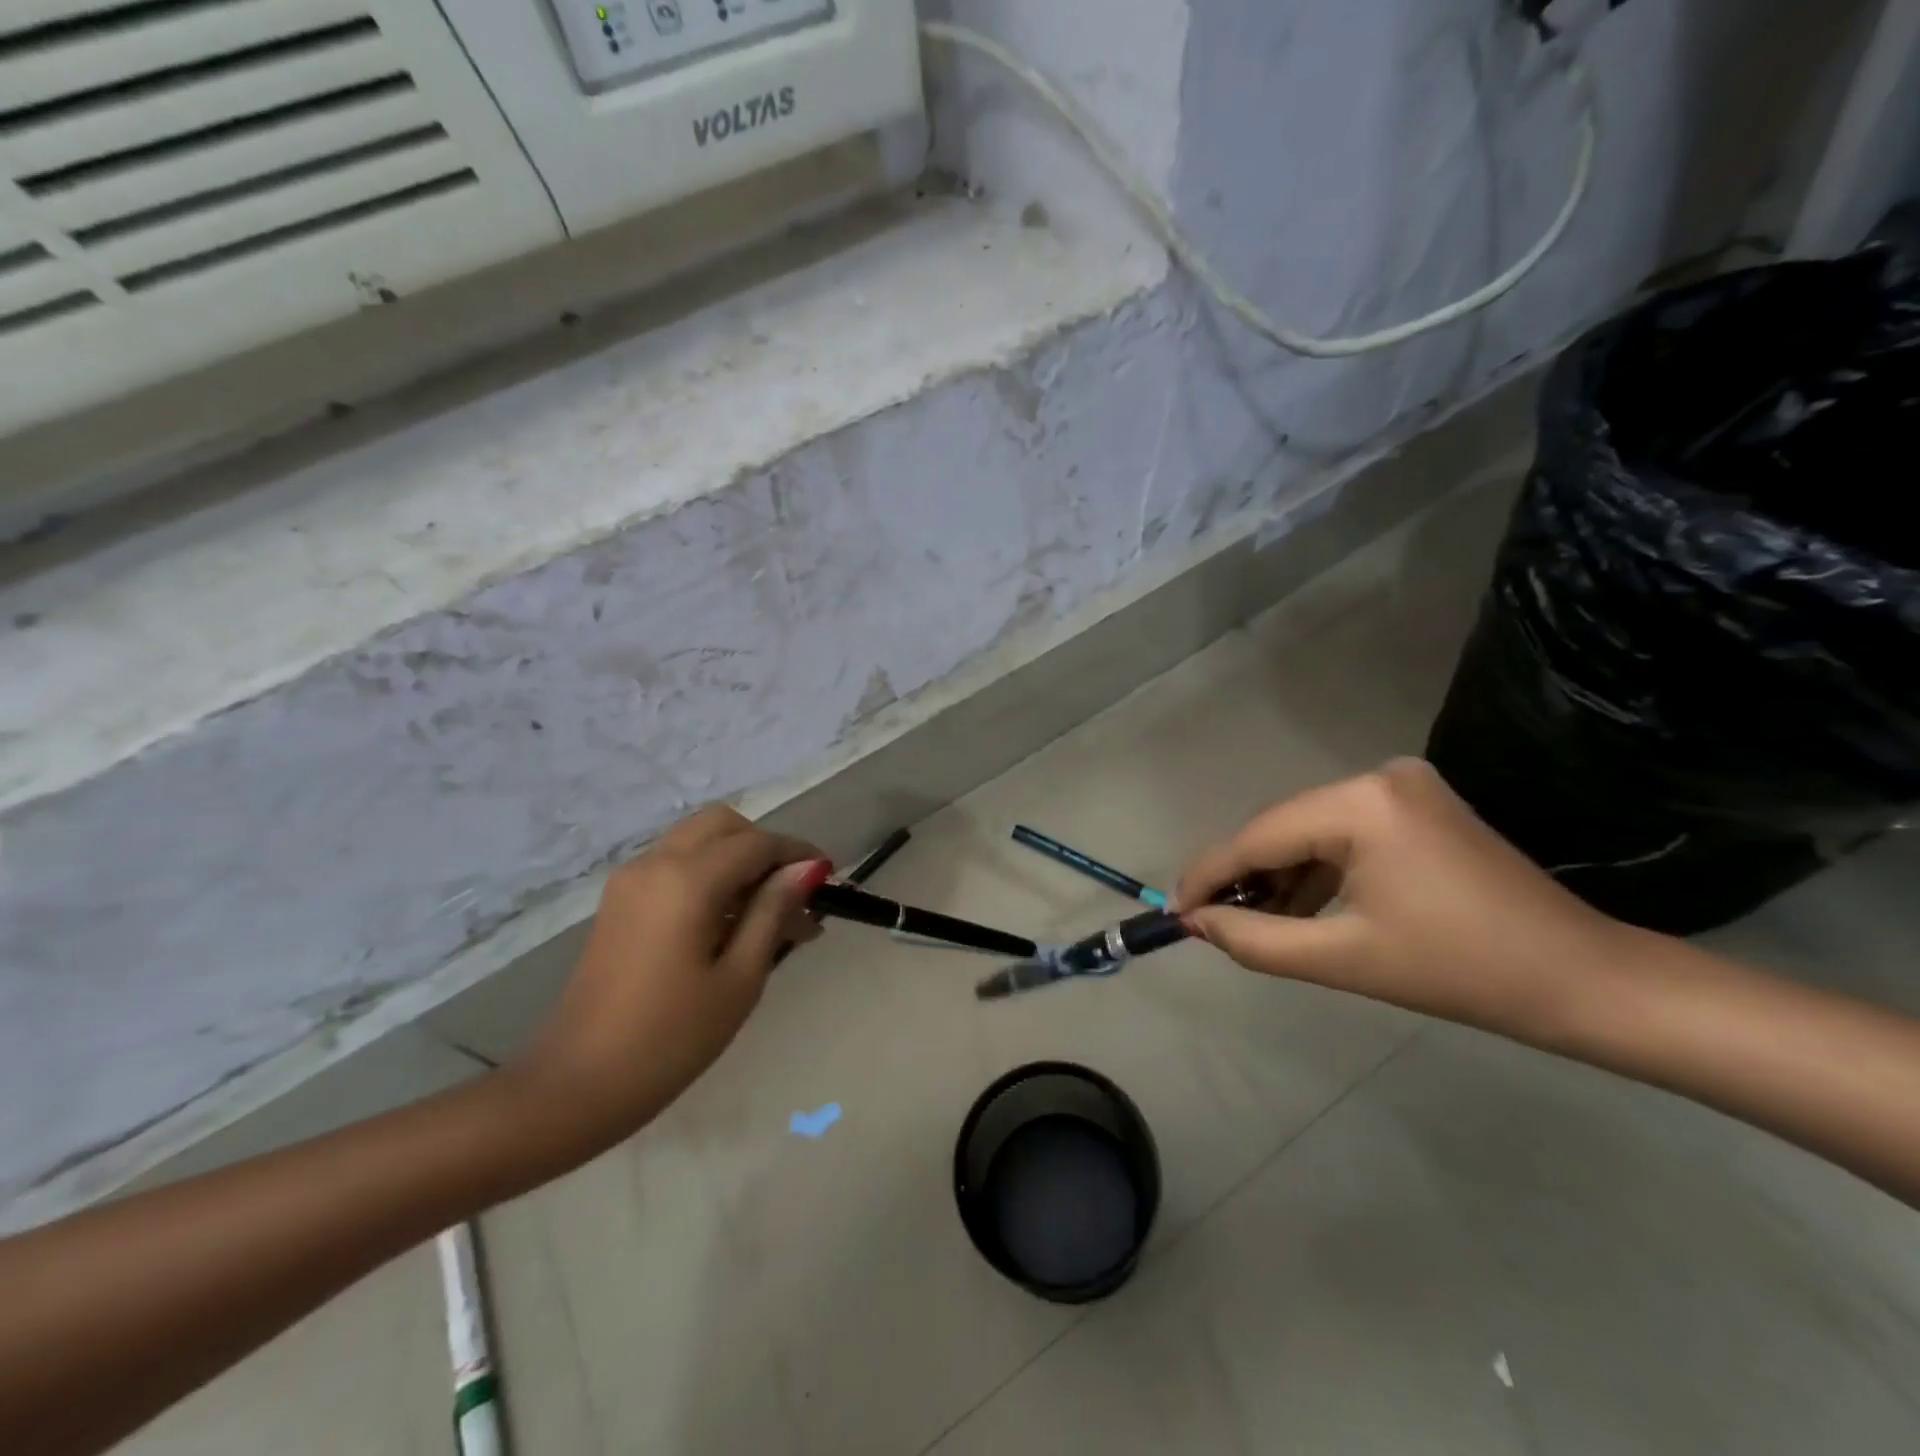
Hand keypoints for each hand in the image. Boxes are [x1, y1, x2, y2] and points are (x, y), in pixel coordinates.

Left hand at [514, 806, 829, 1154]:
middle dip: (764, 848)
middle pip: (723, 825)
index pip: (757, 843)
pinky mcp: (619, 901)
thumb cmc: (670, 1039)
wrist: (574, 1087)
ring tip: (768, 916)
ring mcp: (631, 880)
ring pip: (697, 840)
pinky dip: (709, 874)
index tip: (830, 879)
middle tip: (792, 895)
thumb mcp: (739, 978)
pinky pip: (675, 864)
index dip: (798, 854)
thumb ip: (773, 911)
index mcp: (687, 880)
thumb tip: (808, 868)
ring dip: (737, 860)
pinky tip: (728, 923)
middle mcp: (655, 863)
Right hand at [1174, 758, 1632, 1043]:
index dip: (1209, 875)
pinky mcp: (1415, 804)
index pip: (1259, 836)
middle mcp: (1376, 777)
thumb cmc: (1460, 972)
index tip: (1173, 911)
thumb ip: (1254, 938)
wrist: (1580, 979)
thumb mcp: (1342, 959)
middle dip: (1243, 877)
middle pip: (1281, 828)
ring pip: (1308, 831)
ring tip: (1251, 921)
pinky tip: (1299, 907)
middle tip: (1208, 922)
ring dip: (1278, 876)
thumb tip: (1196, 921)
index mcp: (1361, 804)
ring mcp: (1400, 786)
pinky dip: (1316, 870)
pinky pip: (1341, 834)